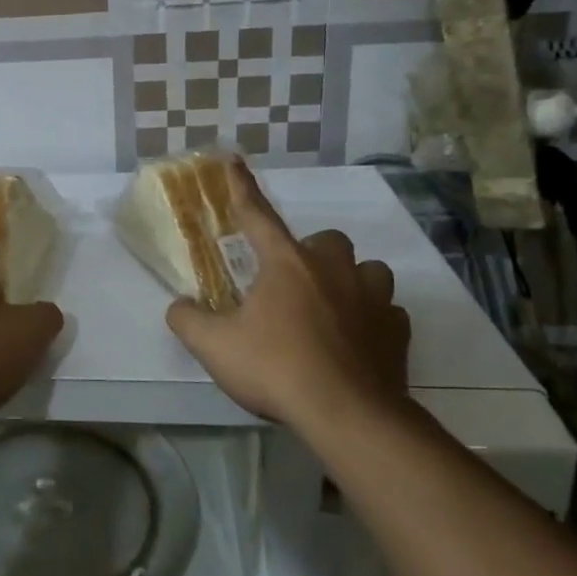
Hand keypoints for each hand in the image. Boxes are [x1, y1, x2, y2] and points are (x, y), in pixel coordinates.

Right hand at [165, 159, 410, 432]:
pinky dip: (374, 319)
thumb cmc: (276, 368)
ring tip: (333, 306)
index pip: (258, 215)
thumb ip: (188, 319)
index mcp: (287, 264)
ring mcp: (373, 298)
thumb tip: (179, 306)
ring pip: (369, 270)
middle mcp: (334, 270)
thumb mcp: (214, 346)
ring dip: (351, 280)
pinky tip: (358, 341)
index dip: (242, 187)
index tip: (234, 160)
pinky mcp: (397, 332)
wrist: (347, 415)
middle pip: (328, 240)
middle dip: (312, 253)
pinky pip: (389, 311)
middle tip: (292, 283)